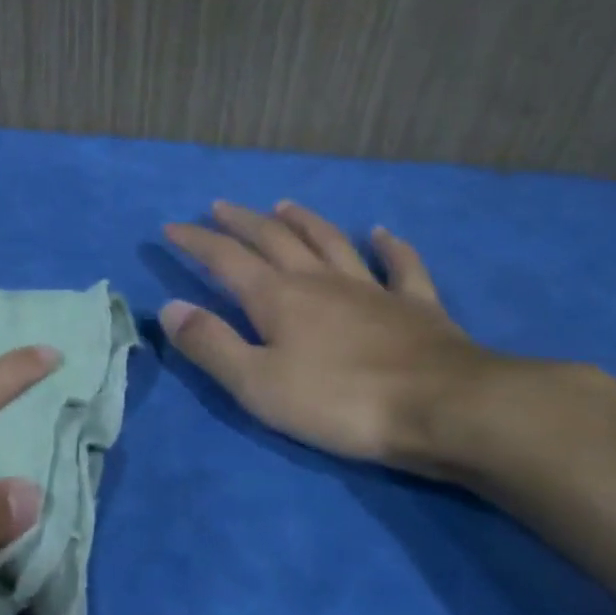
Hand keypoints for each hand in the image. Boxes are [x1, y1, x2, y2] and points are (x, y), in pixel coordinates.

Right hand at [161, 201, 499, 471]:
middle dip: (241, 221)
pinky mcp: (416, 306)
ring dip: (304, 221)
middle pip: (274, 239)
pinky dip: (390, 247)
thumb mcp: (257, 383)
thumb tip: (170, 307)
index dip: (196, 241)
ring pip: (330, 242)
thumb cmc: (340, 401)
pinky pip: (401, 266)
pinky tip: (382, 233)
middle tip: (219, 207)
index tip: (171, 227)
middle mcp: (319, 280)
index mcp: (277, 298)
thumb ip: (210, 344)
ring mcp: (371, 288)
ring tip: (284, 204)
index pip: (225, 259)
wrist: (446, 409)